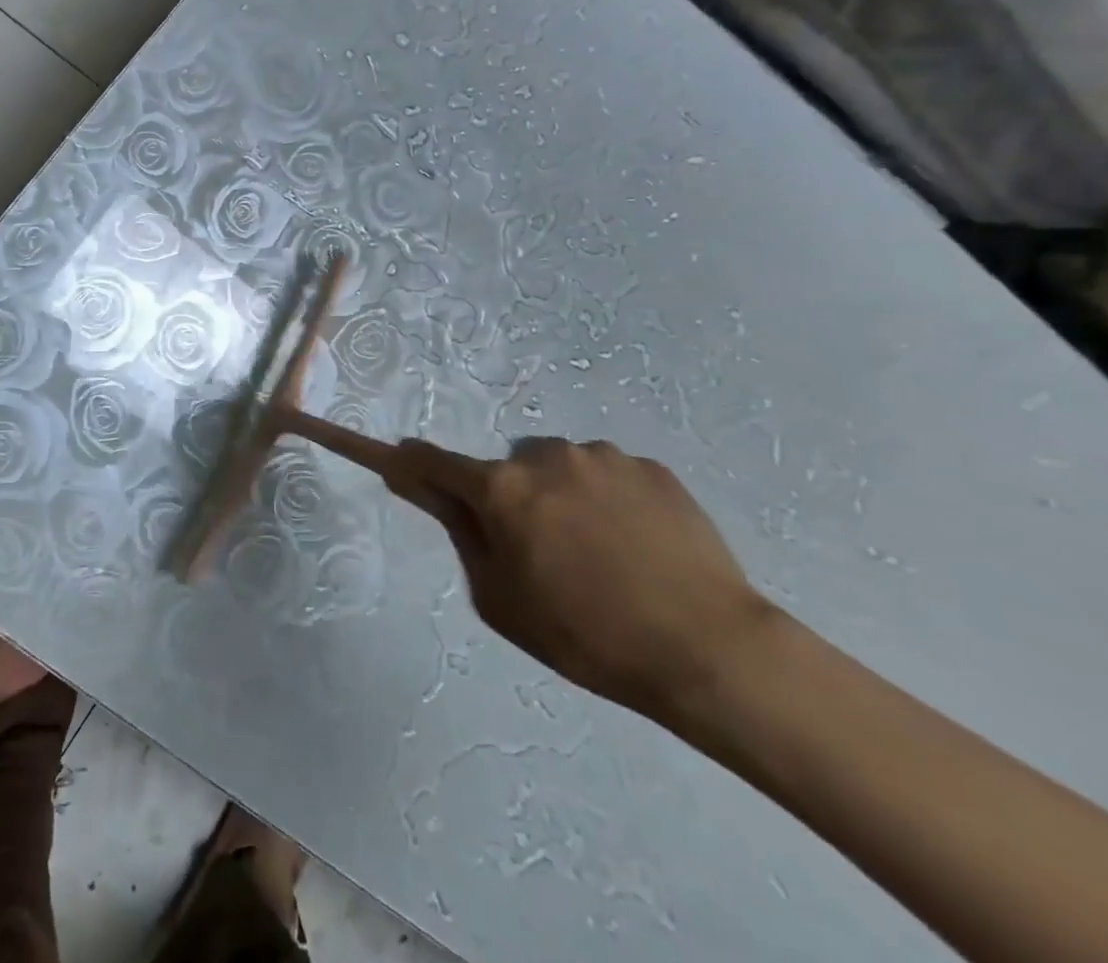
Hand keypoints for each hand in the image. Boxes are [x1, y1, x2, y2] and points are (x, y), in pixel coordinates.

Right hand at [384, 437, 771, 721]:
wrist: (710, 651)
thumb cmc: (587, 635)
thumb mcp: (501, 601)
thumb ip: (464, 537)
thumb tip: (437, 495)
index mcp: (501, 488)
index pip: (434, 461)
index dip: (409, 460)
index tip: (398, 458)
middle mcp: (545, 456)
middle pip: (507, 469)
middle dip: (512, 497)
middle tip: (542, 550)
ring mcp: (602, 456)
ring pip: (561, 468)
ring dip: (563, 494)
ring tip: (602, 552)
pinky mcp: (652, 467)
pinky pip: (610, 475)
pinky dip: (610, 499)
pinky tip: (639, 546)